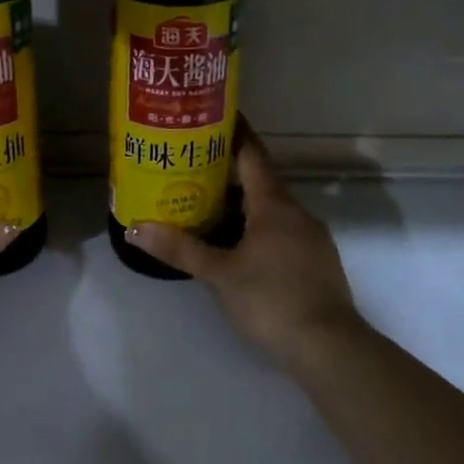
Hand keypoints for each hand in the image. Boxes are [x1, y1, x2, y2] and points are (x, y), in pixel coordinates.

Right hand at [127, 122, 364, 369]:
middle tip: (191, 163)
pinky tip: (237, 241)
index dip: (232, 132)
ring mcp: (310, 237)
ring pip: (271, 207)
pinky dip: (256, 224)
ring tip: (206, 200)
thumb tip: (134, 227)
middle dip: (227, 169)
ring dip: (242, 200)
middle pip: (259, 179)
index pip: (251, 154)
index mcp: (274, 204)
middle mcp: (295, 212)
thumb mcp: (219, 274)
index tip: (210, 115)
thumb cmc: (271, 300)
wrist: (329, 349)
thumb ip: (179, 249)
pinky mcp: (315, 261)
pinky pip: (281, 229)